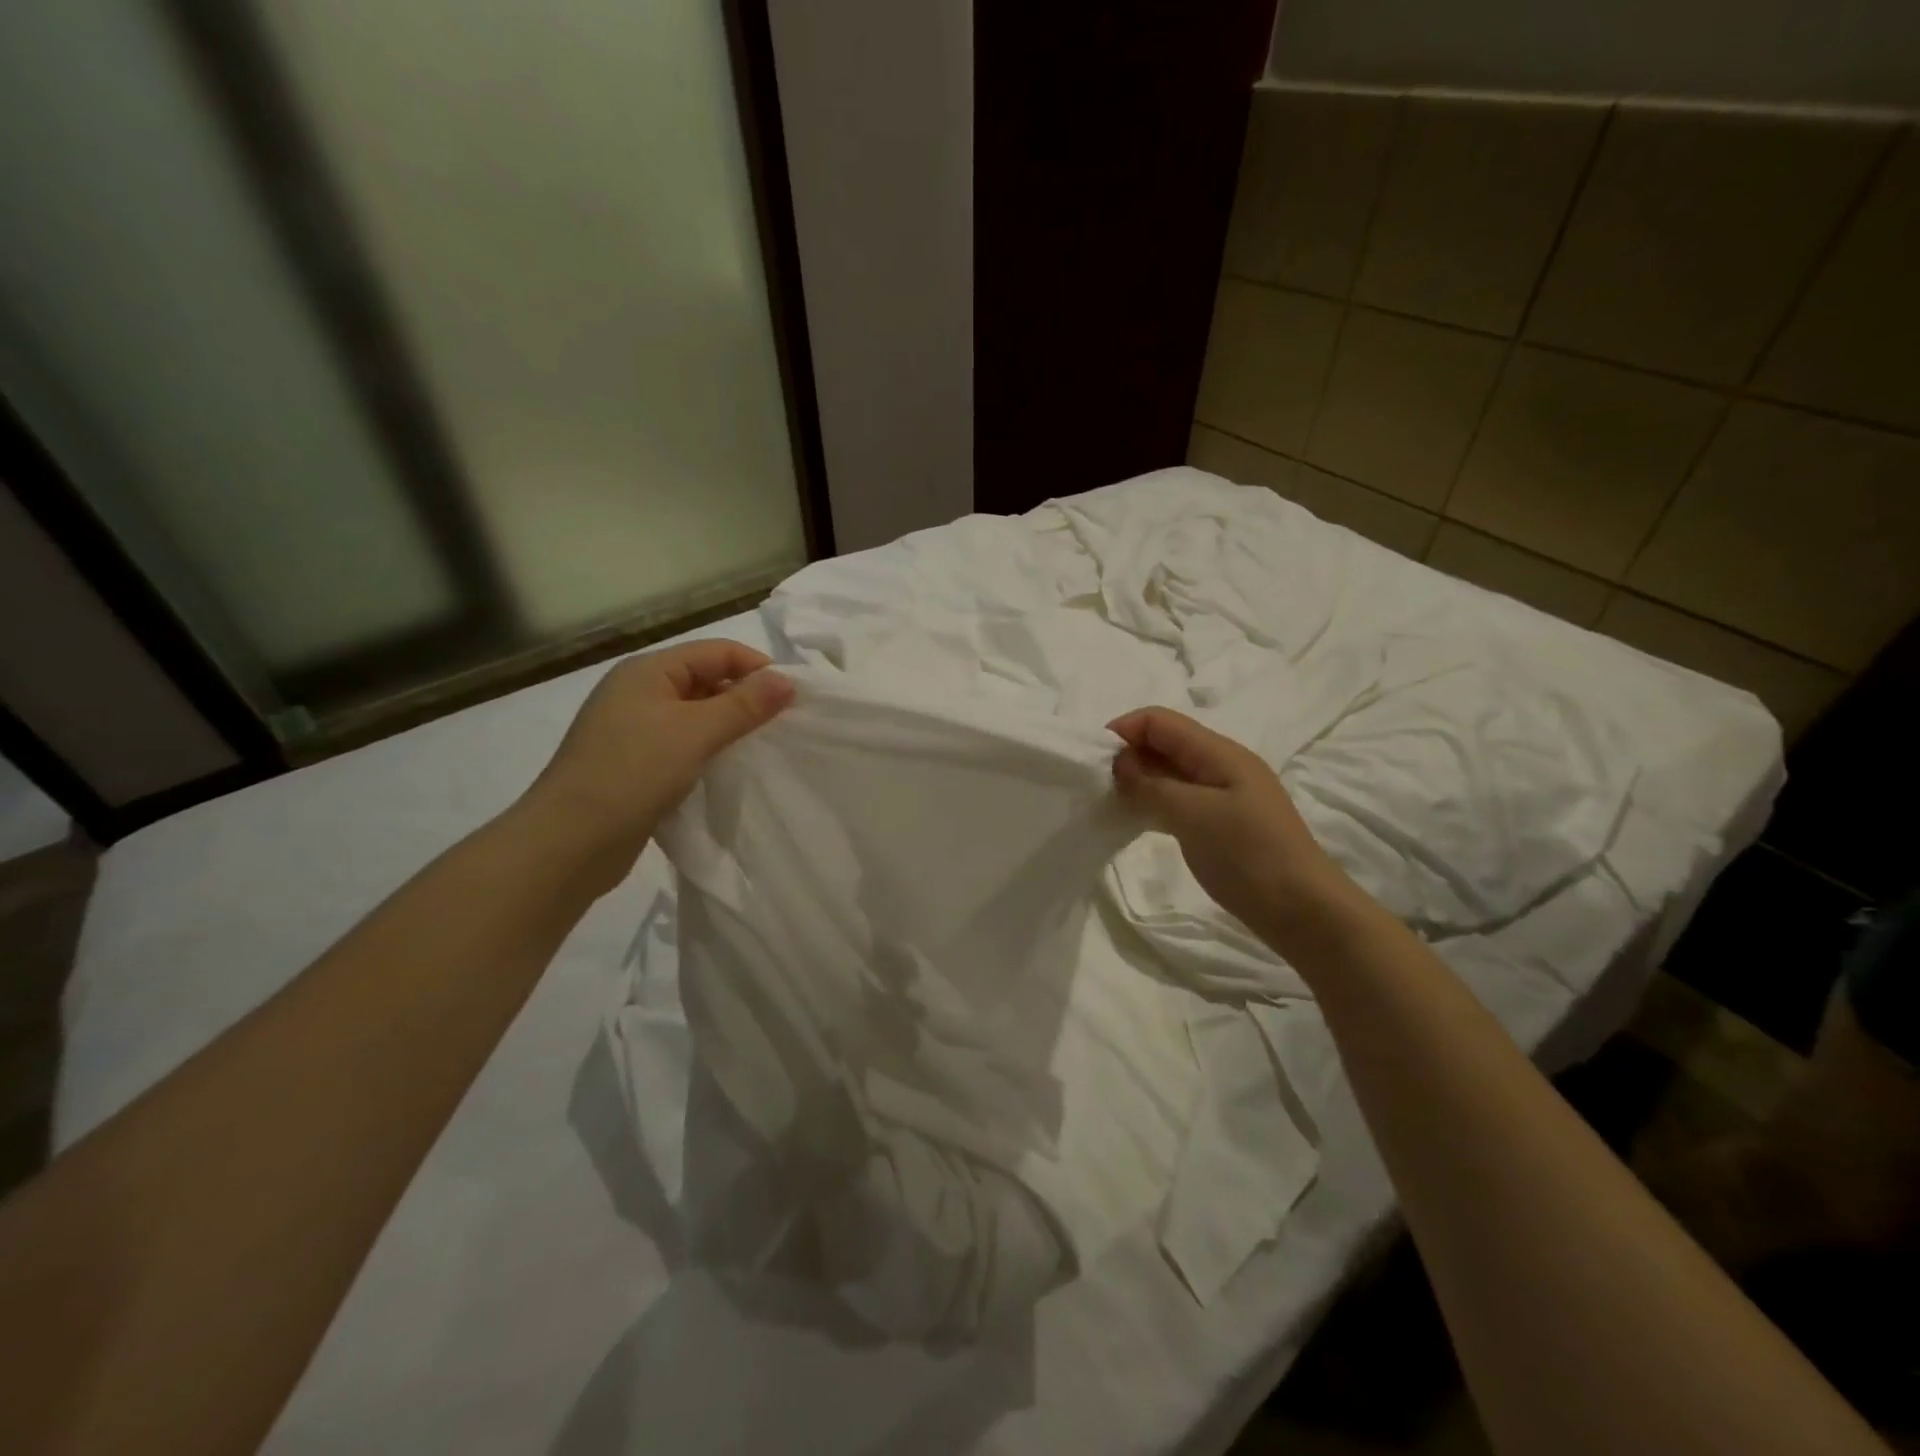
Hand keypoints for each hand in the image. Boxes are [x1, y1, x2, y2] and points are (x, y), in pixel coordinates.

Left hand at [523, 639, 793, 886]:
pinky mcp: (636, 764)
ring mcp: (634, 730)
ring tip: (763, 748)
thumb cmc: (632, 773)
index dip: (757, 668)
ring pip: (696, 716)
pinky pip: (684, 745)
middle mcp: (639, 692)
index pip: (717, 652)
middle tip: (784, 726)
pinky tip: (729, 770)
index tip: (794, 698)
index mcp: (648, 671)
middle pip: (706, 680)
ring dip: (729, 727)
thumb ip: (743, 705)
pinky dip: (710, 751)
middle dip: (746, 698)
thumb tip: (787, 680)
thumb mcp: (695, 732)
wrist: (569, 842)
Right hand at [1108, 707, 1353, 946]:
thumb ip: (1151, 785)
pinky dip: (1153, 802)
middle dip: (1127, 755)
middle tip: (1097, 786)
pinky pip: (1178, 799)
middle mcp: (1221, 766)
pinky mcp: (1221, 823)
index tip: (1093, 760)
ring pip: (1169, 773)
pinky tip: (1135, 820)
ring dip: (1138, 781)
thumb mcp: (1194, 815)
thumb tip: (1119, 763)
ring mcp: (1223, 796)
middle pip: (1164, 743)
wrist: (1303, 911)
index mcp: (1219, 753)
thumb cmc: (1250, 855)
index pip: (1160, 721)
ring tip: (1109, 803)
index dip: (1124, 730)